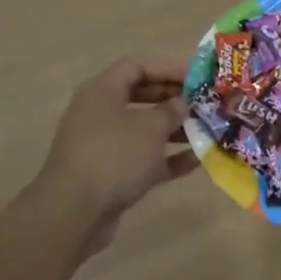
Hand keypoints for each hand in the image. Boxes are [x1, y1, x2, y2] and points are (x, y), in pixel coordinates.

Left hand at [34, 52, 196, 250]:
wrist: (73, 214)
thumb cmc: (114, 156)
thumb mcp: (150, 128)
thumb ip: (171, 111)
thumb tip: (181, 103)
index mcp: (102, 91)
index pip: (137, 65)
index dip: (168, 67)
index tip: (197, 76)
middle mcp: (100, 113)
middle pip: (141, 95)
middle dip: (174, 98)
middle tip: (204, 103)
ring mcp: (103, 145)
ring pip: (143, 129)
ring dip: (174, 130)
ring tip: (206, 131)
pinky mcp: (108, 175)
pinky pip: (142, 159)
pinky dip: (166, 158)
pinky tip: (196, 161)